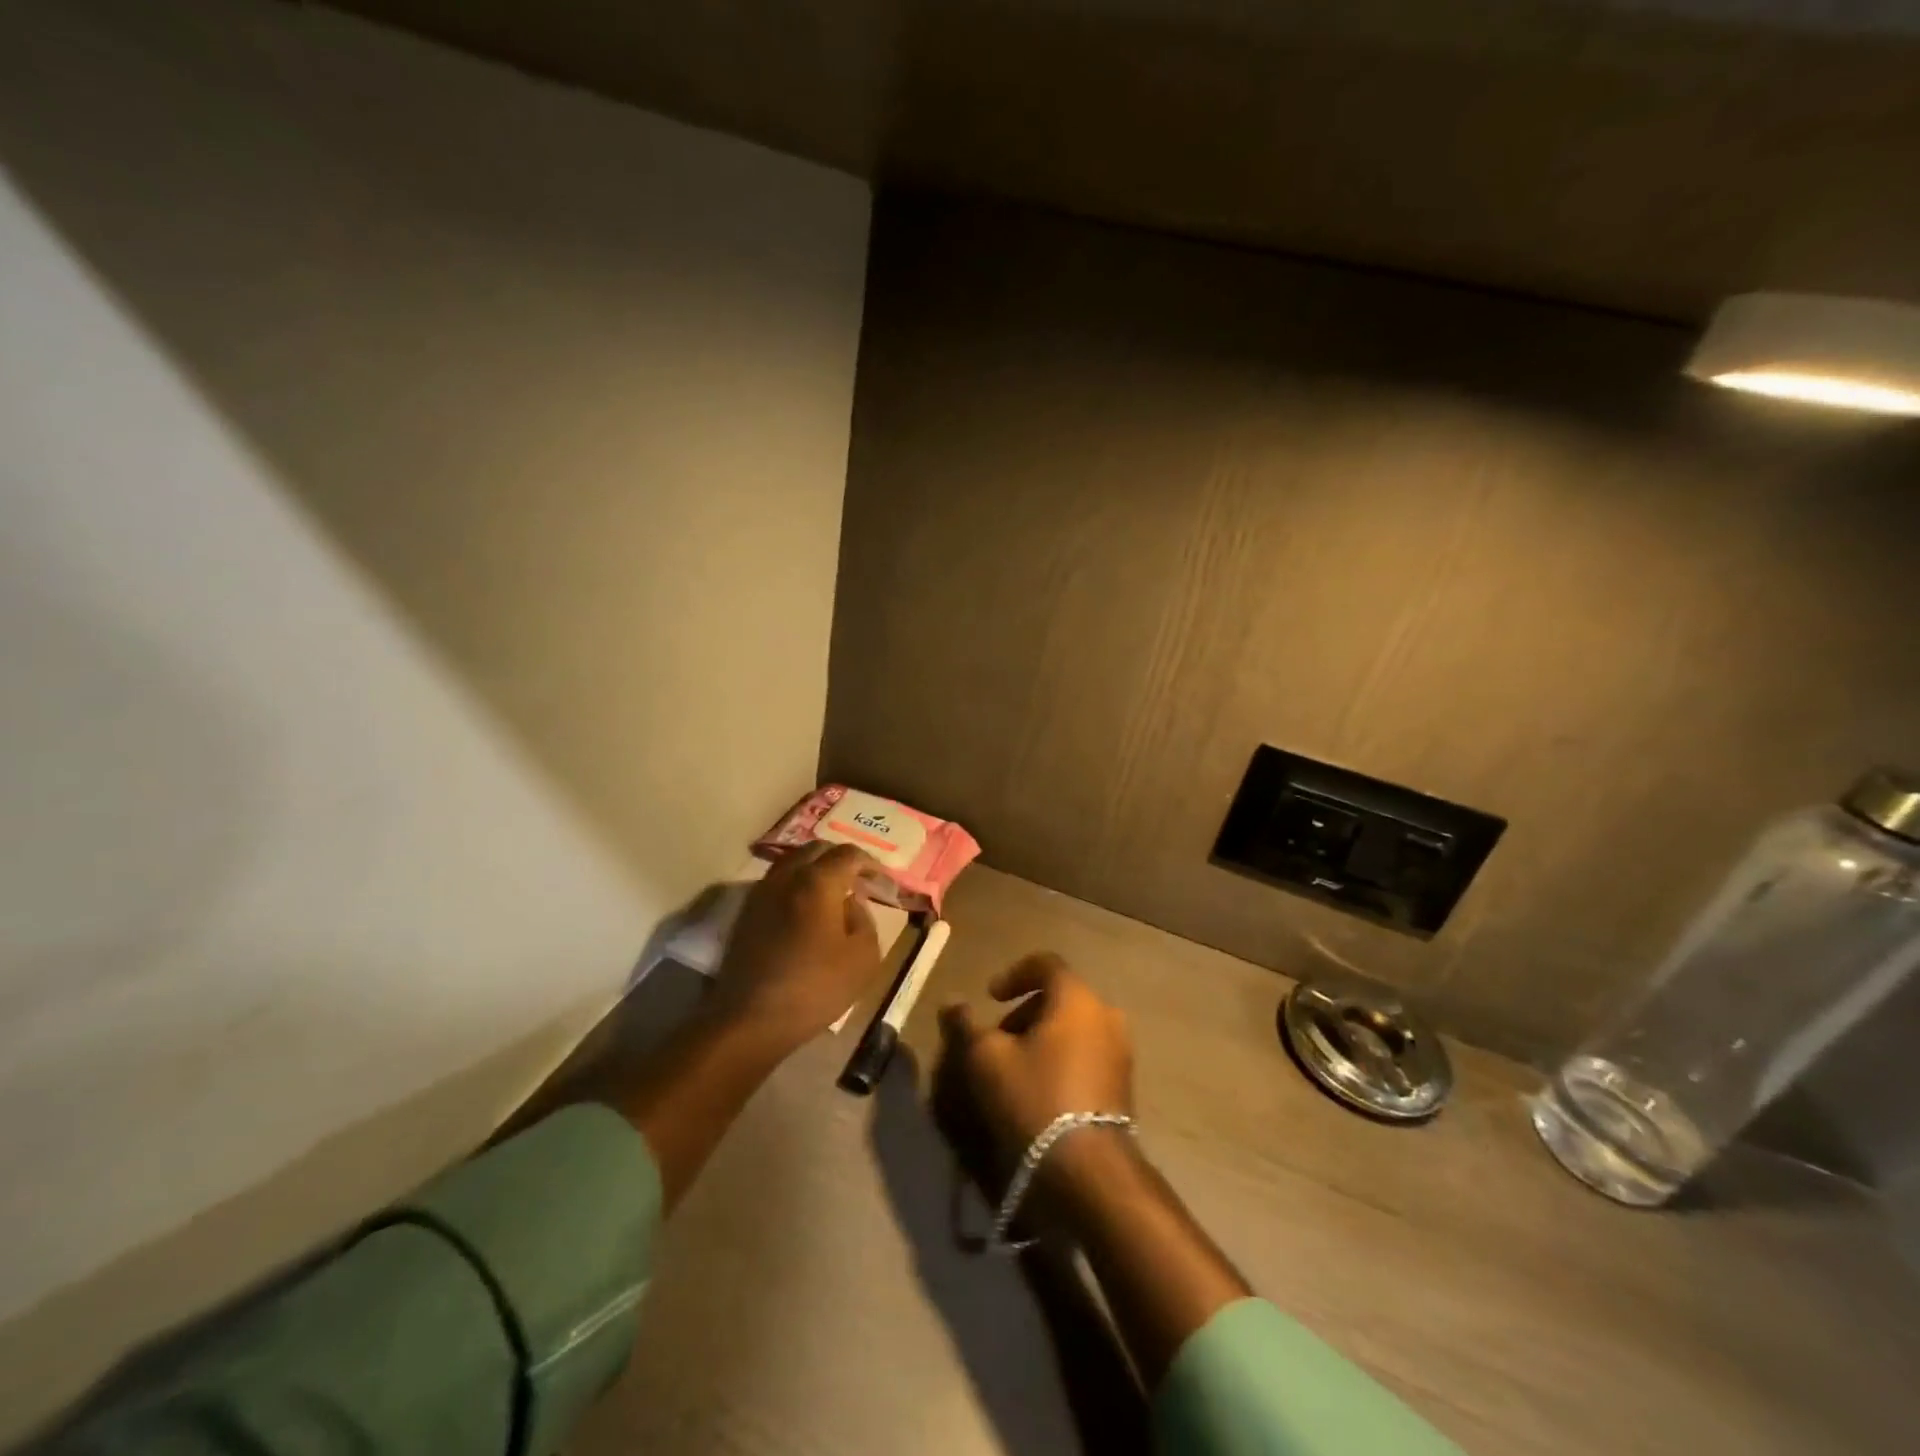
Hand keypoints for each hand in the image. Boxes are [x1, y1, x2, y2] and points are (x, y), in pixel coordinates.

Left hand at [713, 843, 885, 1049]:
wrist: (751, 1020)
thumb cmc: (815, 988)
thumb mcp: (863, 958)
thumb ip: (864, 920)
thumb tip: (851, 903)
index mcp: (818, 882)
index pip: (849, 854)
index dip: (871, 864)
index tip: (883, 882)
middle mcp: (786, 876)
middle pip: (816, 850)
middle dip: (841, 859)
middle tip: (859, 880)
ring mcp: (761, 893)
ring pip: (792, 863)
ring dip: (815, 869)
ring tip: (832, 892)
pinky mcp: (746, 913)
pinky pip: (777, 883)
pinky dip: (796, 885)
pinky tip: (806, 910)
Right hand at [937, 954, 1134, 1174]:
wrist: (1089, 1170)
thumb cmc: (1035, 1098)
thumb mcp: (987, 1059)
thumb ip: (967, 1025)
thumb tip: (951, 1003)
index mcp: (1077, 998)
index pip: (1046, 964)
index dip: (1013, 974)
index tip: (990, 998)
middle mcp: (1106, 1015)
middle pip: (1060, 997)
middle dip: (1024, 1012)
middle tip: (998, 1039)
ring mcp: (1121, 1050)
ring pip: (1074, 1027)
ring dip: (1043, 1037)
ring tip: (1016, 1067)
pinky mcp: (1124, 1084)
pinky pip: (1088, 1053)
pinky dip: (1062, 1058)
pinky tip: (1041, 1089)